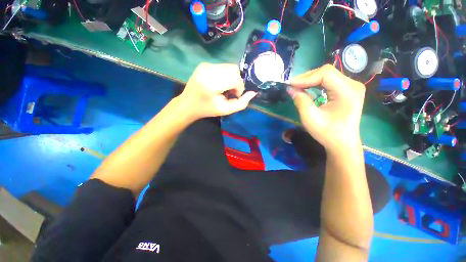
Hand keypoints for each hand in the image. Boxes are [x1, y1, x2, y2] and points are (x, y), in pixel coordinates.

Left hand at [177, 63, 255, 120]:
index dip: (239, 88)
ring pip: (229, 67)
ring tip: (224, 88)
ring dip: (231, 78)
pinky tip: (219, 84)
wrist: (188, 104)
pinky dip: (225, 75)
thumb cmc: (206, 109)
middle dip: (236, 82)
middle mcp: (207, 70)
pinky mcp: (204, 64)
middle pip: (234, 69)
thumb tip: (253, 93)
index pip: (235, 78)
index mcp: (211, 83)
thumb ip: (241, 103)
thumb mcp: (225, 110)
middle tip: (230, 92)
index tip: (233, 96)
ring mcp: (205, 65)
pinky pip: (222, 67)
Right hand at [287, 64, 364, 153]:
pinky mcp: (347, 90)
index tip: (290, 85)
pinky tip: (307, 88)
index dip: (305, 77)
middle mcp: (353, 85)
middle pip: (326, 72)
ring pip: (327, 75)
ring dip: (309, 80)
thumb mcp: (310, 118)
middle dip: (306, 78)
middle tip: (291, 86)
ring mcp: (351, 87)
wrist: (342, 143)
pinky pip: (329, 81)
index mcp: (348, 91)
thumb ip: (300, 101)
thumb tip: (291, 88)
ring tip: (297, 87)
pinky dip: (315, 83)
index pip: (325, 74)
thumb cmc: (327, 133)